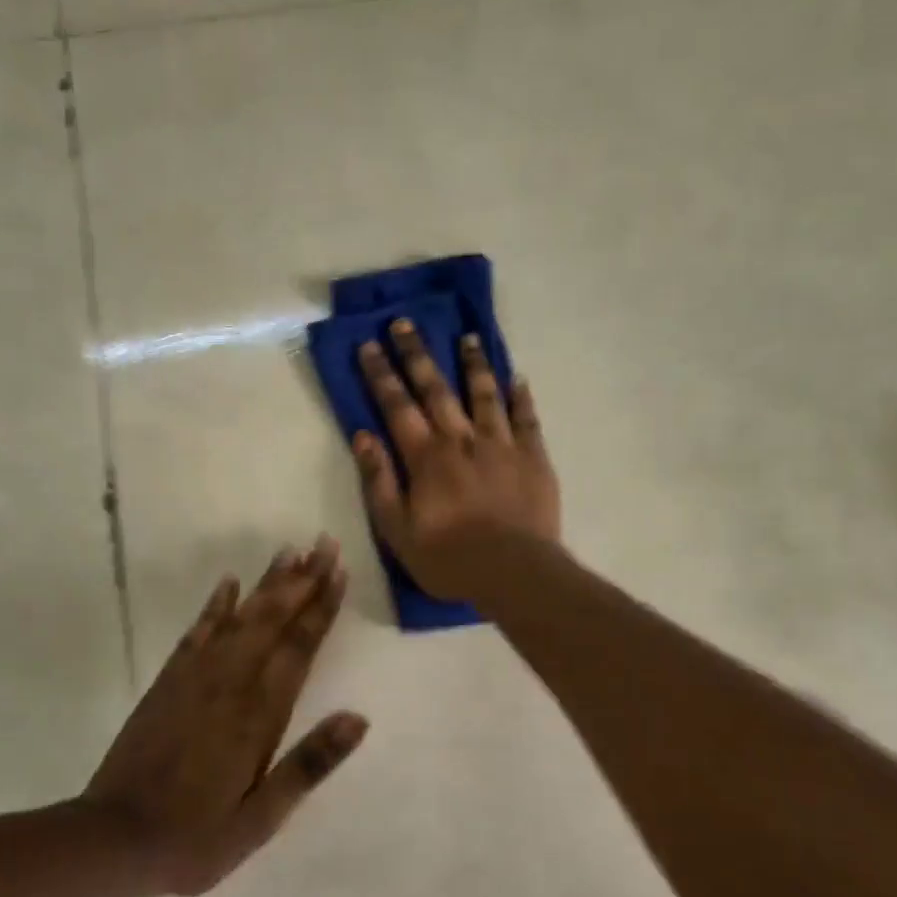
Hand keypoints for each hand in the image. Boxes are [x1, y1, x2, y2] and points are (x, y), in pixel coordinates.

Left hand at [83, 538, 363, 896]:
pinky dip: (214, 605)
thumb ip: (309, 764)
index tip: (339, 572)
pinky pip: (197, 632)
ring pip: (239, 618)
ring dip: (266, 584)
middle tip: (324, 543)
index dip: (321, 608)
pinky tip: (228, 584)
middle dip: (301, 580)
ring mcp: (195, 678)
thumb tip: (359, 718)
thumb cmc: (197, 837)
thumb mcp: (262, 817)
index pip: (299, 648)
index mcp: (259, 715)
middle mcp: (230, 683)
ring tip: (289, 551)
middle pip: (272, 620)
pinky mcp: (168, 681)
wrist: (114, 838)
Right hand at [353, 319, 560, 599]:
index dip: (380, 375)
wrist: (514, 573)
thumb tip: (363, 437)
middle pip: (436, 389)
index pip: (397, 406)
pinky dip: (520, 397)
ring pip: (484, 394)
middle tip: (405, 323)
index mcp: (426, 457)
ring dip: (473, 364)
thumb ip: (379, 480)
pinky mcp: (533, 457)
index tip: (368, 345)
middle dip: (417, 354)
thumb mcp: (397, 529)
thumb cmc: (448, 557)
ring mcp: (501, 445)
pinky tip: (517, 378)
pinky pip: (526, 419)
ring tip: (467, 337)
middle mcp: (461, 439)